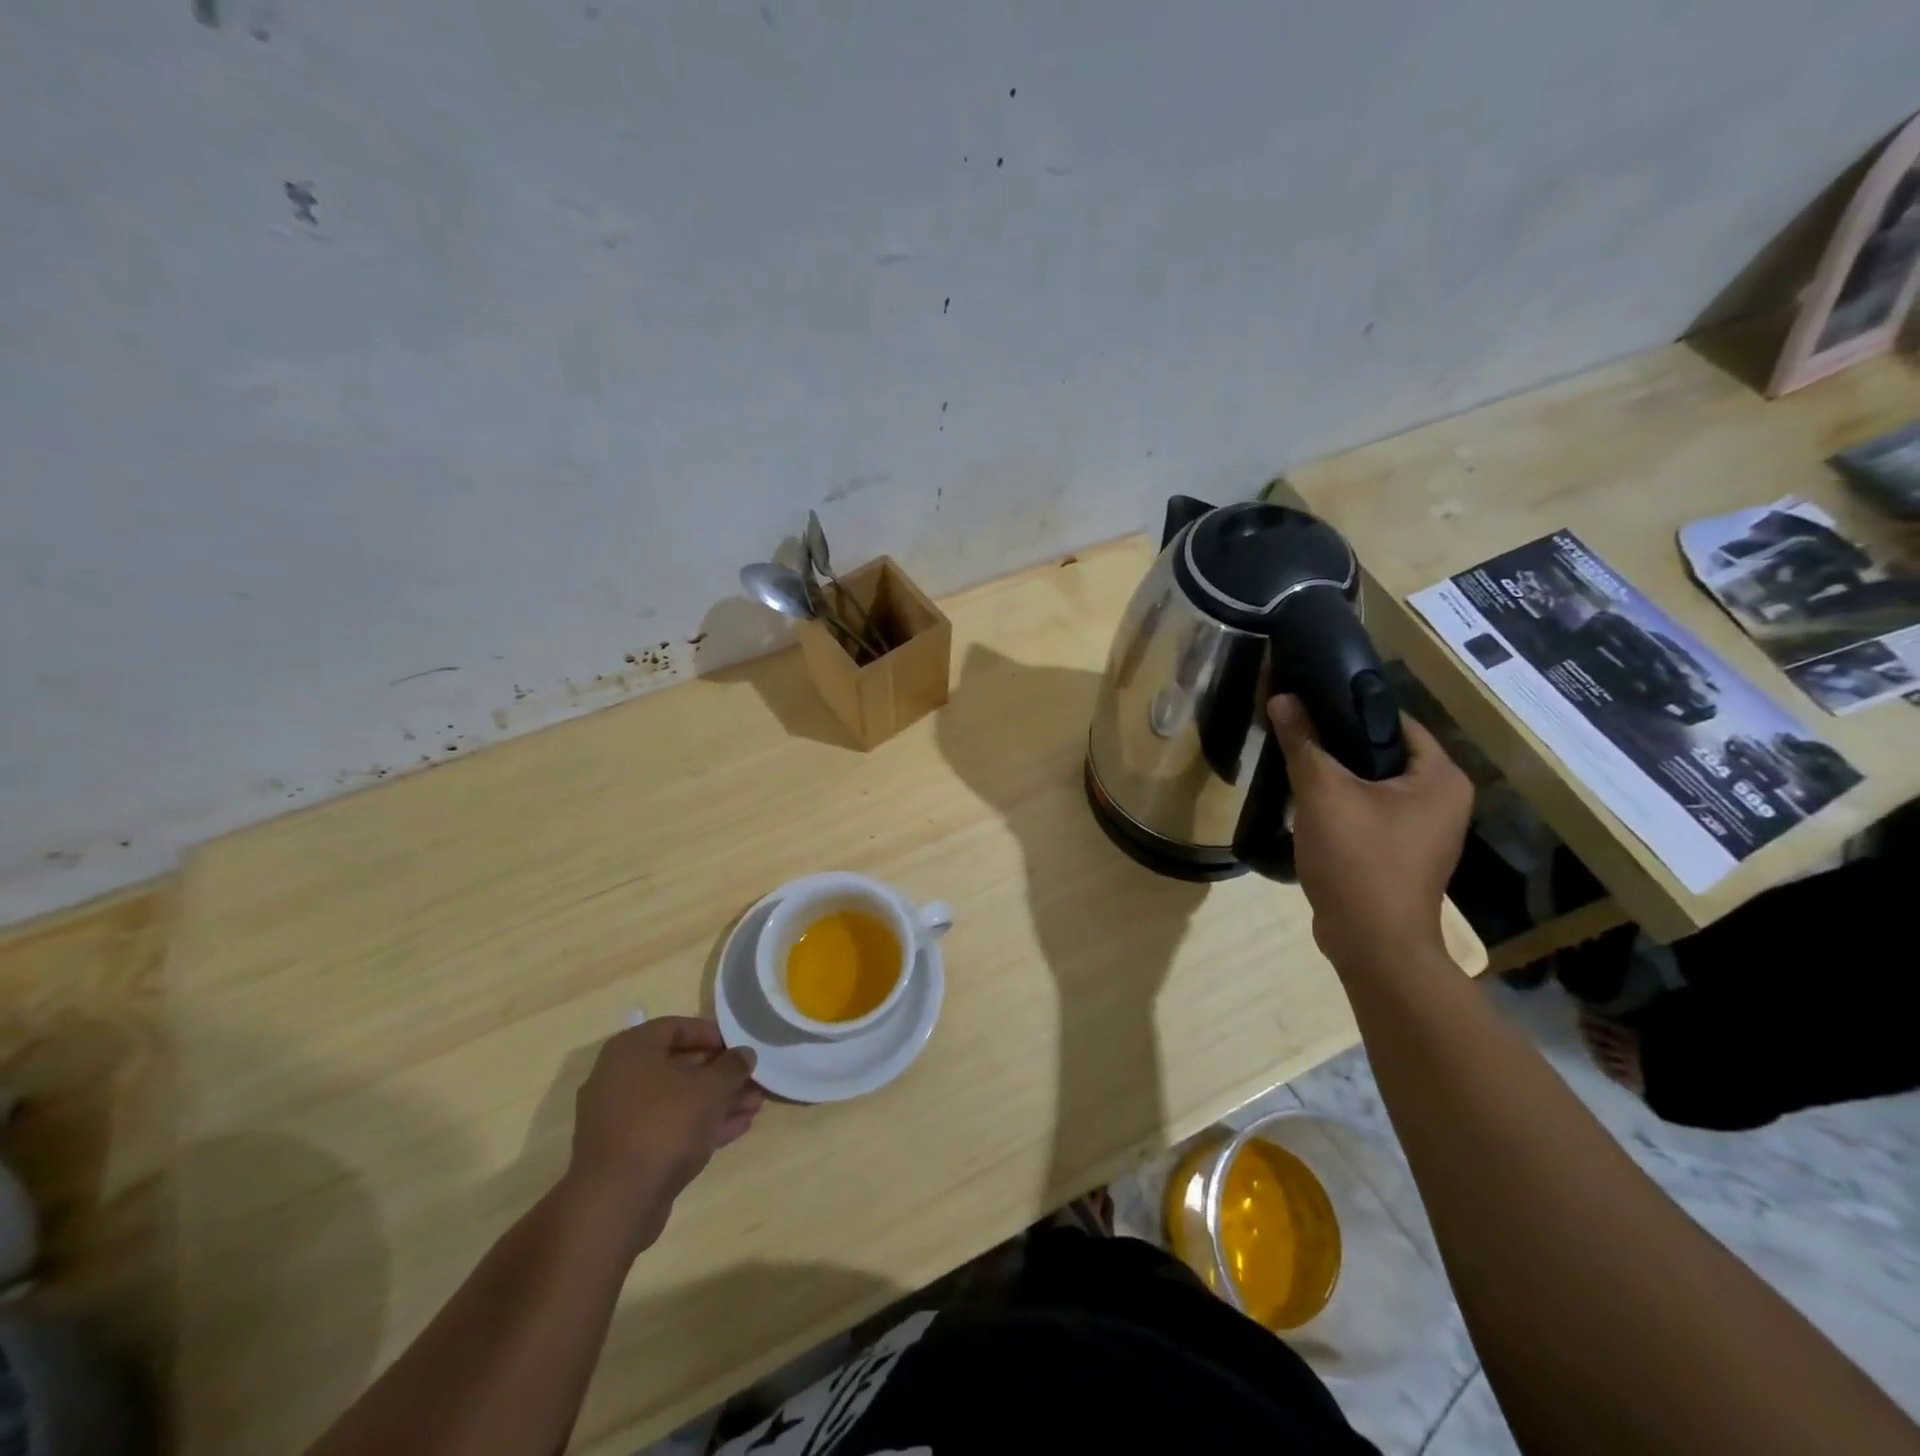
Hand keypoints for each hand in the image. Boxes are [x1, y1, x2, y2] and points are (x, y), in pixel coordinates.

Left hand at [564, 1016, 763, 1253]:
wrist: (616, 1202)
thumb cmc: (664, 1124)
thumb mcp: (710, 1088)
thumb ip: (732, 1066)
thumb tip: (744, 1054)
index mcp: (631, 1050)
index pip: (676, 1027)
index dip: (712, 1033)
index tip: (739, 1046)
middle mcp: (619, 1078)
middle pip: (679, 1066)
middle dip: (720, 1073)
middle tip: (752, 1078)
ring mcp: (620, 1118)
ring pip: (677, 1100)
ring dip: (716, 1101)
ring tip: (754, 1104)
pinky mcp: (627, 1152)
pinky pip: (669, 1127)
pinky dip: (701, 1125)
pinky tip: (738, 1127)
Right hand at [1266, 694, 1472, 969]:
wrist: (1372, 944)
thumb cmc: (1358, 859)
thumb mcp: (1323, 793)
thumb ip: (1304, 742)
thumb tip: (1282, 697)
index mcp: (1441, 778)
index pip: (1395, 721)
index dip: (1349, 707)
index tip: (1308, 701)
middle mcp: (1444, 800)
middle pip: (1384, 753)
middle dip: (1339, 743)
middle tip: (1295, 732)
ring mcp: (1425, 831)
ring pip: (1374, 785)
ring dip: (1337, 775)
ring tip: (1295, 762)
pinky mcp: (1402, 854)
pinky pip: (1371, 813)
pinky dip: (1343, 805)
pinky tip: (1308, 804)